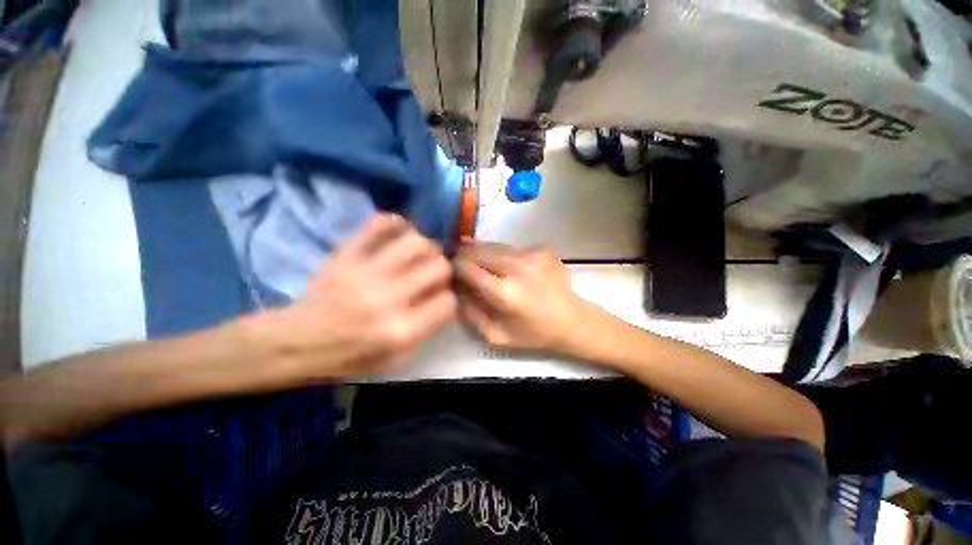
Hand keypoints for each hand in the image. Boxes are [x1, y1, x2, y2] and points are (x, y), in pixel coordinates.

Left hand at [248, 214, 455, 379]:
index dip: (448, 298)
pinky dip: (397, 224)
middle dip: (443, 270)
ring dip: (426, 248)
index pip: (448, 301)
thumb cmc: (349, 357)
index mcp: (401, 331)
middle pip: (439, 267)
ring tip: (419, 255)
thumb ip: (425, 330)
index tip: (439, 298)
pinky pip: (380, 225)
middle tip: (433, 274)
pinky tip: (400, 234)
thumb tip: (443, 298)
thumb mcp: (395, 360)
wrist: (296, 342)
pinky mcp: (347, 255)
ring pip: (417, 243)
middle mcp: (389, 298)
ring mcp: (367, 273)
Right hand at [455, 241, 592, 353]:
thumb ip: (470, 314)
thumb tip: (455, 291)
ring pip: (496, 246)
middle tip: (459, 260)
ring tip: (476, 258)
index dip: (454, 266)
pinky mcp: (543, 249)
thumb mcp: (496, 336)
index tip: (450, 269)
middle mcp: (517, 267)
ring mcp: (532, 254)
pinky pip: (513, 248)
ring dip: (482, 251)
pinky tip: (506, 265)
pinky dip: (504, 254)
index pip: (468, 268)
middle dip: (465, 254)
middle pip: (479, 251)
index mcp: (504, 292)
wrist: (572, 321)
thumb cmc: (533, 334)